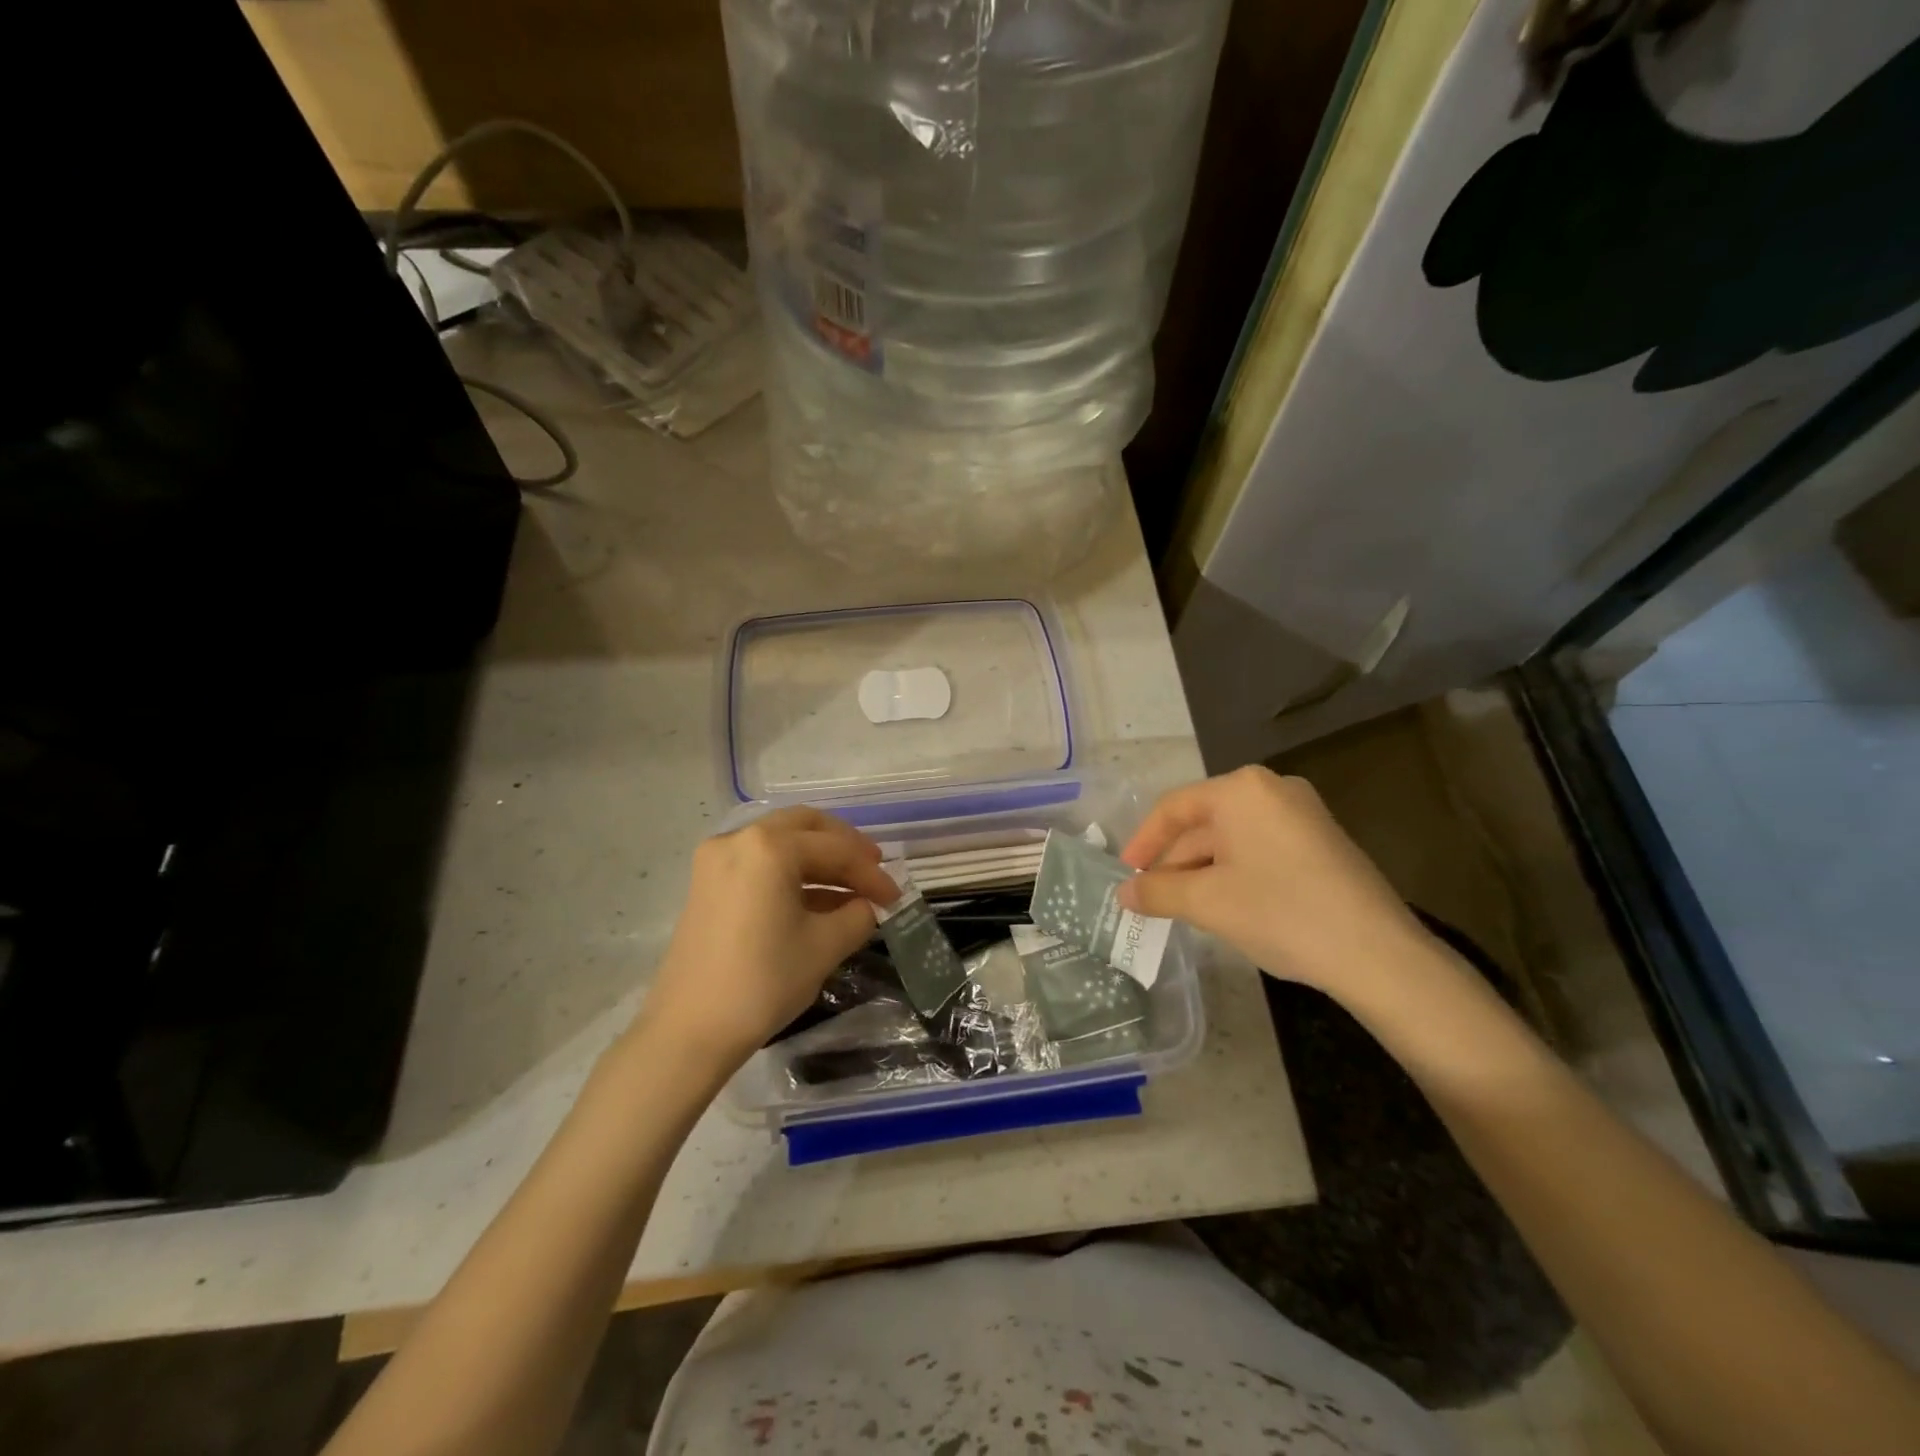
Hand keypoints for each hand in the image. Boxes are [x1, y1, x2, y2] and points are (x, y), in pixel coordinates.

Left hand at [639, 808, 899, 1067]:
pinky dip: (791, 873)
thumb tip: (867, 905)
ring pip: (781, 841)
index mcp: (770, 847)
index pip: (836, 849)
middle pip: (805, 826)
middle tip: (872, 870)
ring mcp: (717, 859)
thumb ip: (858, 915)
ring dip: (818, 860)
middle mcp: (740, 838)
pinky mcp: (707, 883)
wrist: (689, 1030)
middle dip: (843, 847)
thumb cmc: (763, 982)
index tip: (896, 897)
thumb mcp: (825, 947)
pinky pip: (760, 862)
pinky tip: (817, 901)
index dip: (871, 873)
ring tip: (850, 891)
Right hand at [1117, 766, 1436, 1001]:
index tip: (1125, 875)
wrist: (1379, 954)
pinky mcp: (1320, 842)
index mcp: (1242, 790)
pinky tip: (1225, 905)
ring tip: (1182, 908)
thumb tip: (1123, 893)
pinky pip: (1260, 848)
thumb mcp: (1208, 903)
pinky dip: (1233, 872)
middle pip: (1204, 822)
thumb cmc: (1281, 913)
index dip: (1143, 842)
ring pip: (1232, 838)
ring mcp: (1302, 814)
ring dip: (1201, 870)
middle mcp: (1272, 789)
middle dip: (1174, 862)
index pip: (1174, 807)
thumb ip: (1157, 892)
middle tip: (1152, 899)